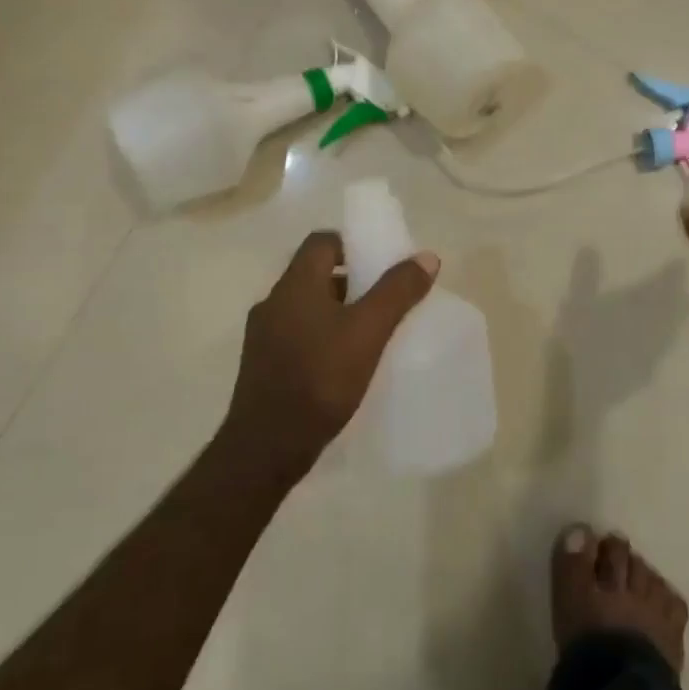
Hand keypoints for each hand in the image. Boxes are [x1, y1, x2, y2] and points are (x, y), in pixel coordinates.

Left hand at [222, 231, 439, 475]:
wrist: (267, 447)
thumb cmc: (320, 380)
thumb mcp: (368, 332)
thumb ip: (397, 292)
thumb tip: (426, 256)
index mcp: (294, 285)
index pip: (322, 242)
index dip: (353, 244)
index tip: (382, 263)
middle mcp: (273, 303)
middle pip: (316, 275)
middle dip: (352, 282)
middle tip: (385, 300)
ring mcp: (262, 336)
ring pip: (307, 308)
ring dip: (337, 312)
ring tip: (370, 334)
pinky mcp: (262, 366)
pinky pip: (298, 336)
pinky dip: (322, 338)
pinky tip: (343, 364)